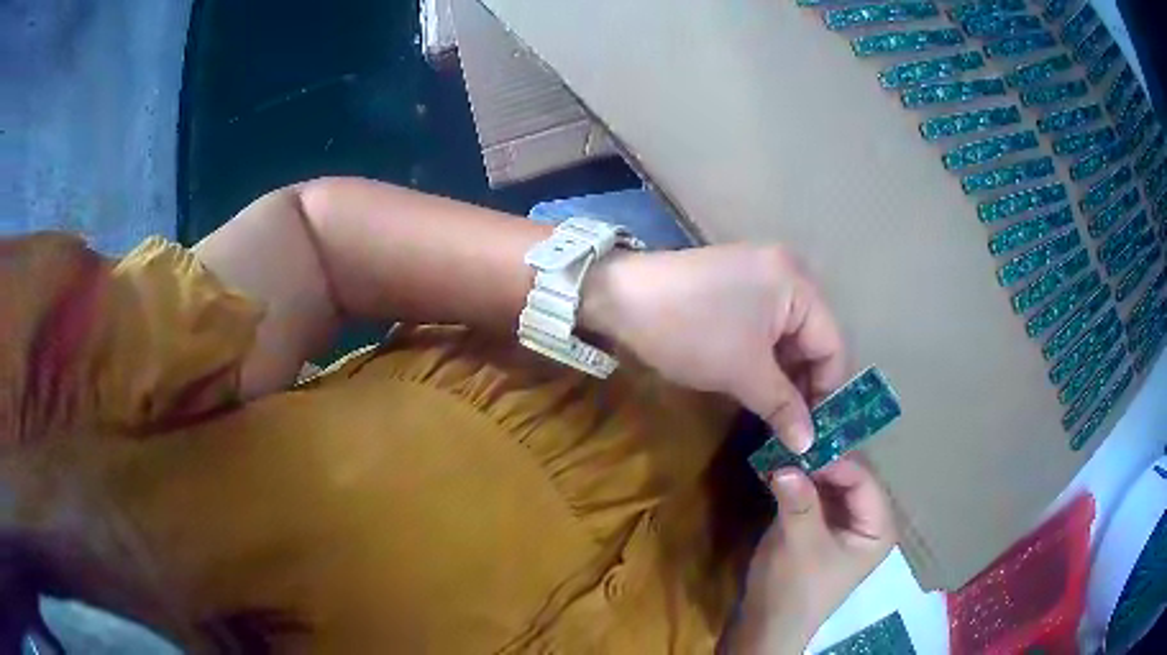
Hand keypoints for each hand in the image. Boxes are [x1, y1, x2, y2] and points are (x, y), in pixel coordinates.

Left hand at [582, 245, 845, 451]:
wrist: (619, 299)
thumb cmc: (691, 331)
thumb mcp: (743, 372)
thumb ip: (783, 407)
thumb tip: (809, 445)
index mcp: (798, 283)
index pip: (833, 345)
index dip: (829, 392)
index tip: (820, 433)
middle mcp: (787, 273)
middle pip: (813, 340)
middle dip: (805, 386)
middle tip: (798, 432)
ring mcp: (760, 277)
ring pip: (788, 338)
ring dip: (784, 377)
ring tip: (780, 419)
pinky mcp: (737, 287)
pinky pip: (767, 328)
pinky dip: (766, 360)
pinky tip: (761, 390)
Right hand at [727, 458, 896, 653]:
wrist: (767, 626)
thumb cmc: (794, 590)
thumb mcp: (799, 544)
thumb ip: (798, 502)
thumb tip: (786, 462)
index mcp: (878, 527)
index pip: (863, 479)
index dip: (835, 460)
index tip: (802, 444)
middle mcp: (868, 520)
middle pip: (849, 478)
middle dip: (820, 463)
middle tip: (789, 445)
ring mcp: (845, 523)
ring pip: (831, 484)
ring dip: (807, 472)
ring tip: (780, 455)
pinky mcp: (823, 527)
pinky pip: (816, 495)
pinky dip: (799, 485)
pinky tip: (778, 473)